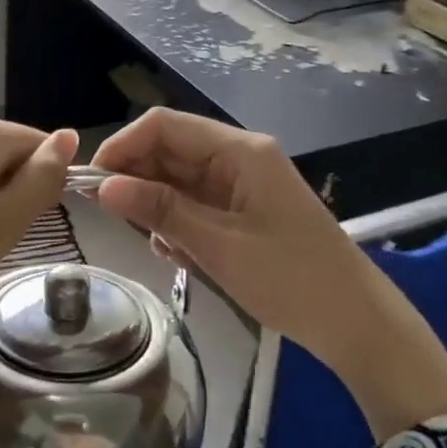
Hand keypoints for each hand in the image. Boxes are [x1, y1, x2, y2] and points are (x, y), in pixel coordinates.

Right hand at [91, 109, 446, 437]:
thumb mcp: (218, 245)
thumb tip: (103, 186)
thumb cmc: (291, 279)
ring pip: (177, 179)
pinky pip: (194, 204)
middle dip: (136, 179)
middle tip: (112, 219)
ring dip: (157, 207)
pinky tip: (178, 254)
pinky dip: (177, 224)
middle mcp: (238, 157)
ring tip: (158, 245)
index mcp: (240, 151)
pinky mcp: (242, 210)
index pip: (165, 125)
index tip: (92, 183)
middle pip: (169, 150)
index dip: (123, 146)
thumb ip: (160, 210)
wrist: (354, 322)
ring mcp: (241, 184)